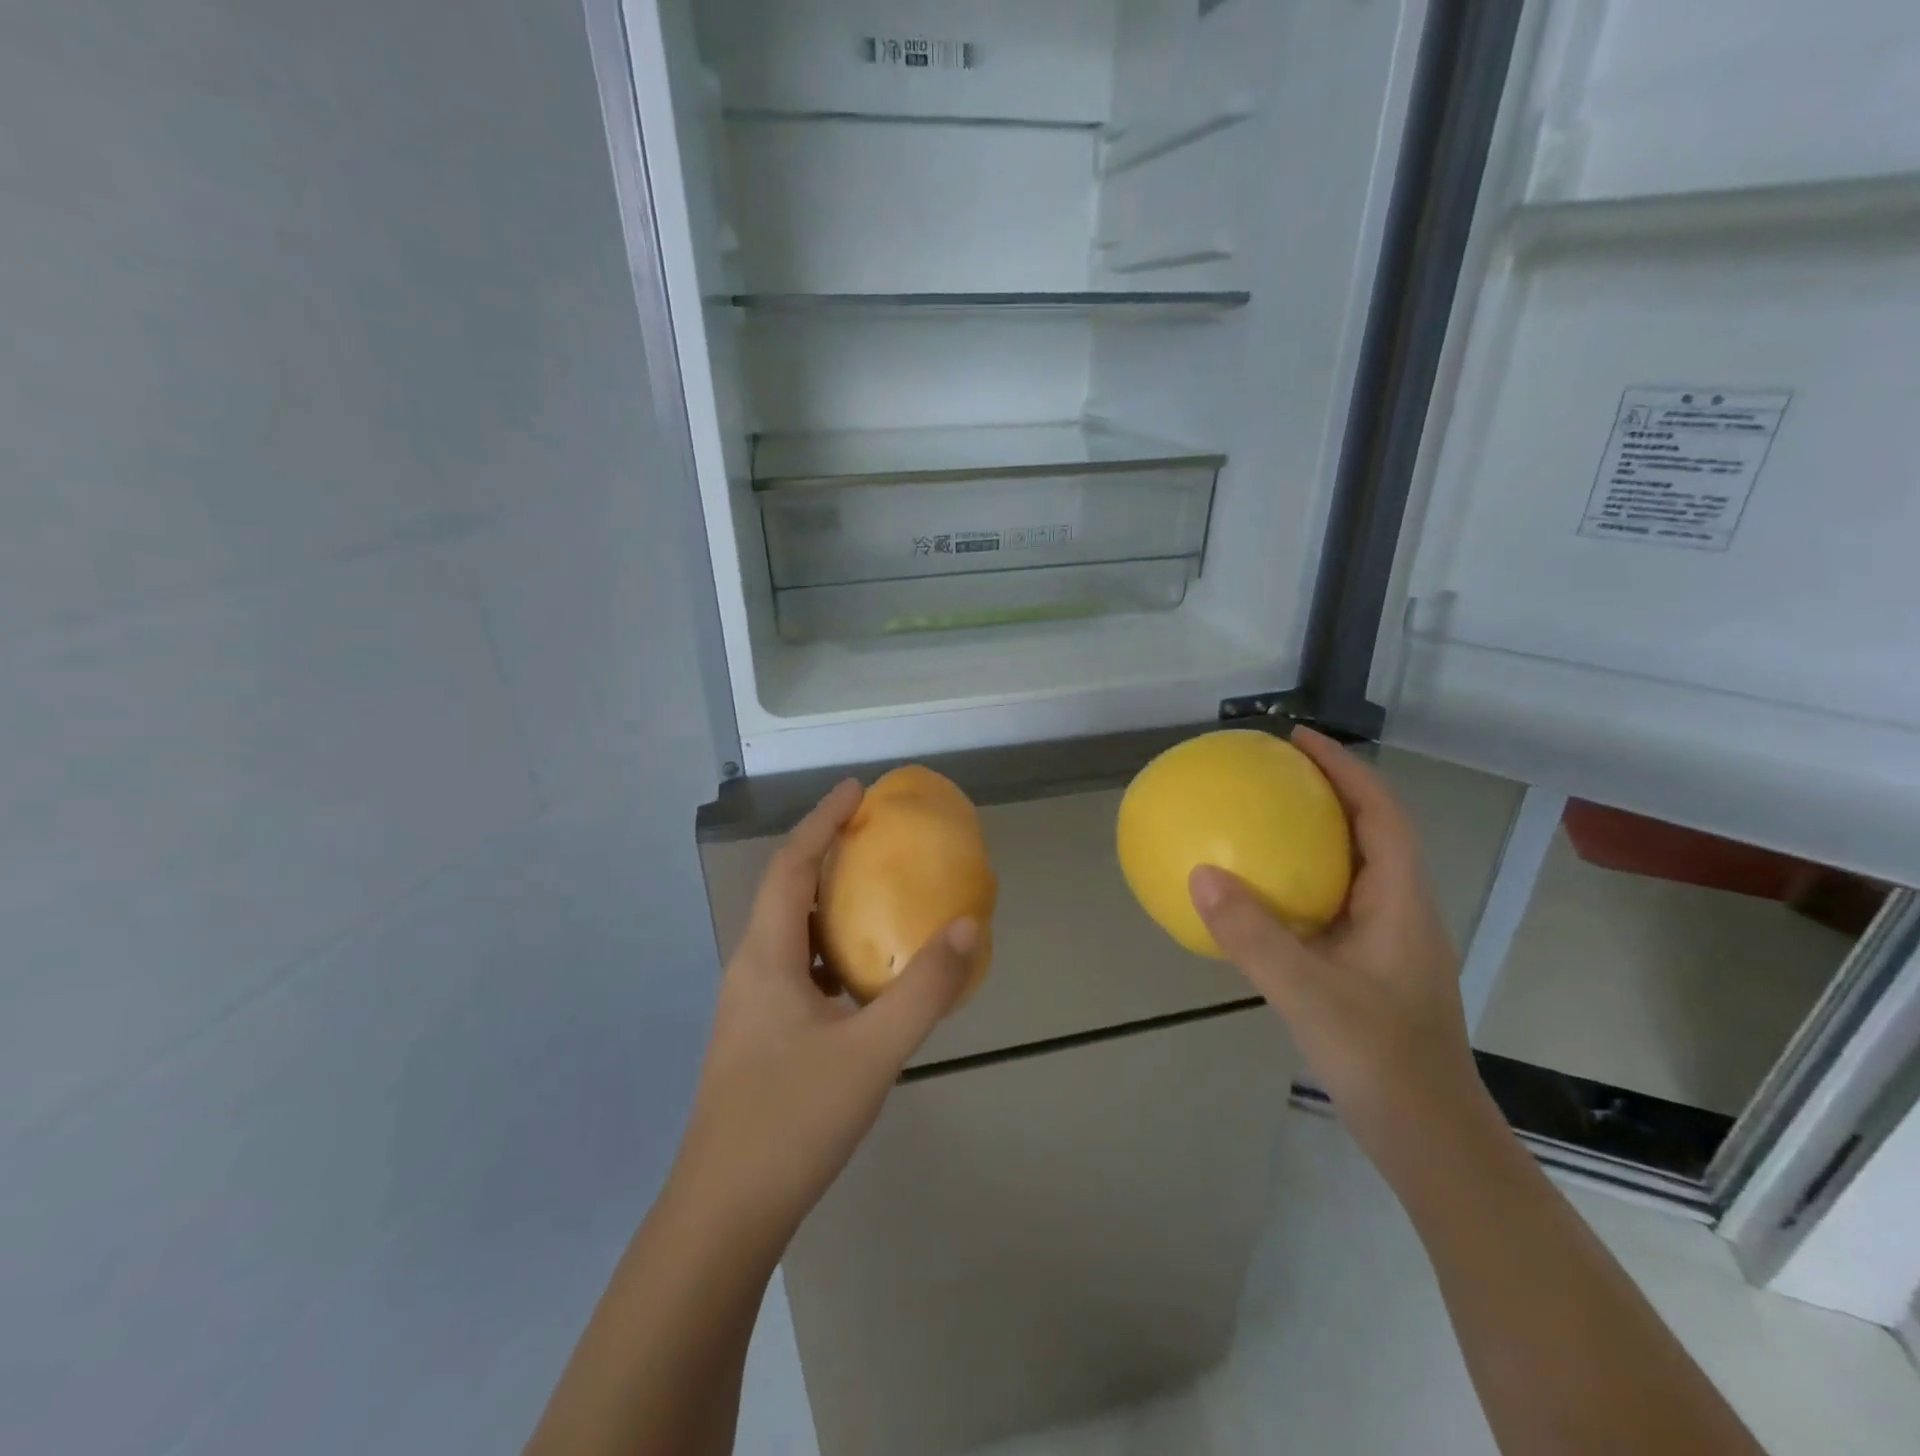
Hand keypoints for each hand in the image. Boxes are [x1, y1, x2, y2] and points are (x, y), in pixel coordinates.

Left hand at [670, 780, 974, 1253]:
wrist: (725, 1216)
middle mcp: (751, 969)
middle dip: (826, 853)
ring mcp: (751, 1006)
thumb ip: (924, 989)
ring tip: (874, 890)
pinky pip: (798, 967)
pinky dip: (831, 948)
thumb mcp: (872, 1052)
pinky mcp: (761, 1036)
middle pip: (787, 891)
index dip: (822, 821)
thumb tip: (968, 924)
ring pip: (791, 932)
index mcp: (765, 957)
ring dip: (828, 901)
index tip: (857, 790)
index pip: (792, 866)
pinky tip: (863, 973)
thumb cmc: (793, 1121)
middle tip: (874, 834)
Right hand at [1187, 728, 1489, 1163]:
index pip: (1380, 813)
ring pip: (1350, 868)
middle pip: (1370, 831)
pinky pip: (1328, 903)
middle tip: (1272, 771)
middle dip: (1327, 791)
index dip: (1345, 768)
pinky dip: (1296, 882)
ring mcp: (1383, 942)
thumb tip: (1200, 873)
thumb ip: (1254, 935)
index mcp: (1400, 903)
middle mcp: (1398, 911)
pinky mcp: (1365, 968)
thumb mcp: (1309, 994)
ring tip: (1260, 818)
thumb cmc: (1382, 1060)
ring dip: (1313, 835)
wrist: (1429, 1139)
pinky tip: (1256, 896)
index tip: (1299, 739)